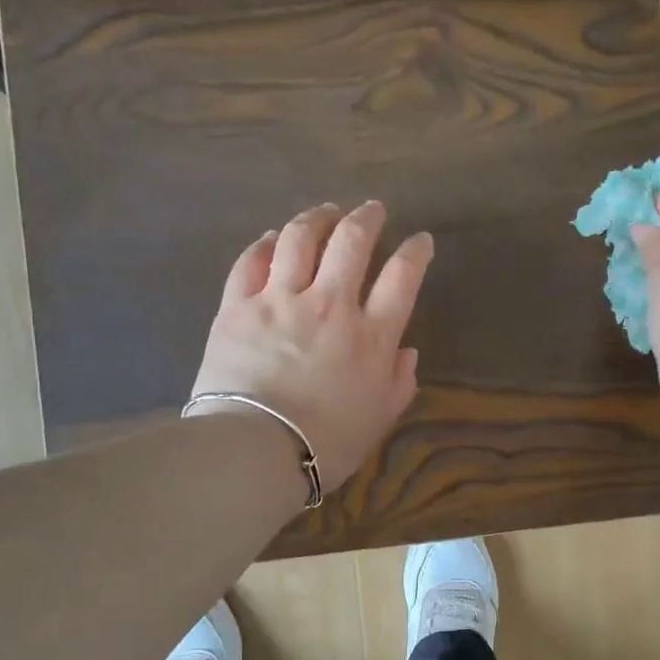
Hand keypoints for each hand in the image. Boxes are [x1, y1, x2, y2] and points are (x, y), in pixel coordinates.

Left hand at [190, 201, 433, 492]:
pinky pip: (253, 260)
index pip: (402, 278)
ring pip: (301, 238)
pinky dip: (267, 243)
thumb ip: (398, 383)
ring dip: (318, 218)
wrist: (256, 449)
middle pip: (352, 242)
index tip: (421, 241)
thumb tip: (407, 352)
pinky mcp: (239, 306)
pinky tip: (275, 238)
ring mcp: (281, 300)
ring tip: (326, 211)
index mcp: (371, 337)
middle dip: (367, 219)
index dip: (416, 252)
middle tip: (373, 210)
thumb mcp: (378, 420)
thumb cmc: (326, 443)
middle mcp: (330, 305)